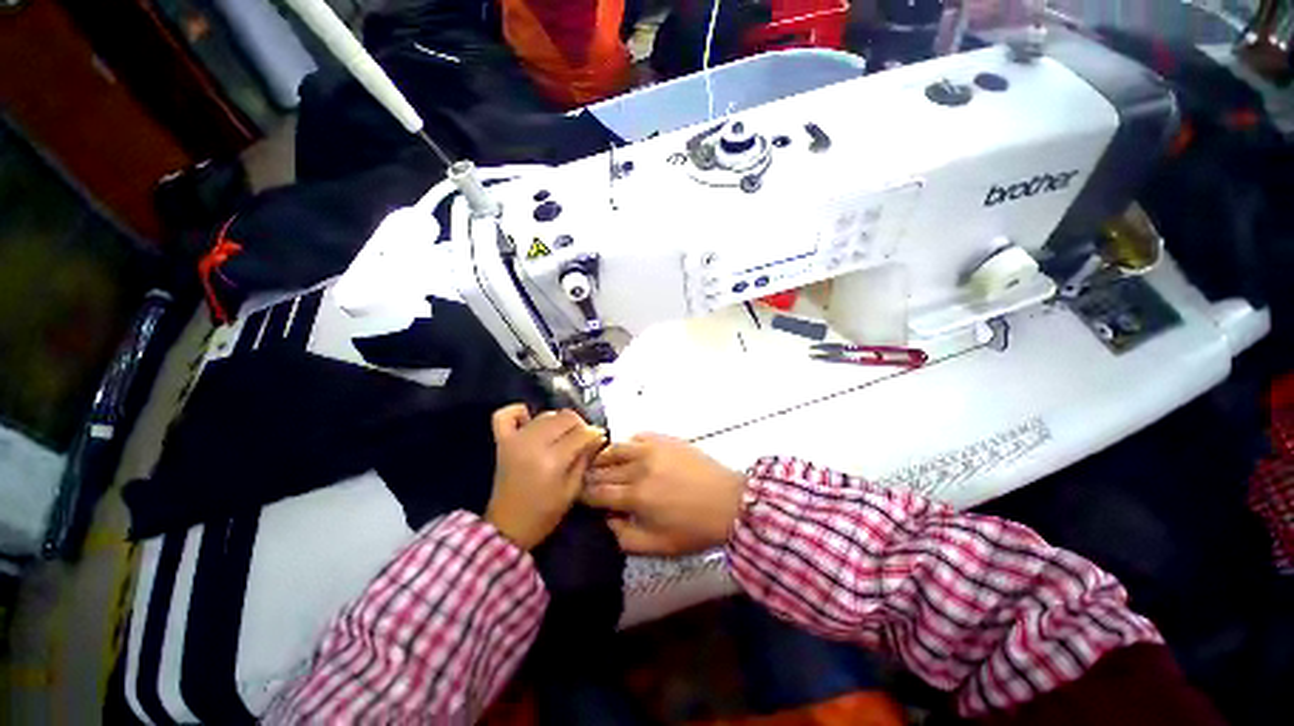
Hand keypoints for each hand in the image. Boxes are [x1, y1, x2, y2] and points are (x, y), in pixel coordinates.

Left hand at [486, 404, 605, 549]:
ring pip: (545, 415)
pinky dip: (519, 412)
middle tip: (583, 438)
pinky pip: (506, 415)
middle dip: (579, 424)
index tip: (600, 437)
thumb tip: (597, 437)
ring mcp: (516, 440)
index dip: (594, 433)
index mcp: (552, 460)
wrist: (507, 527)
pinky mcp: (502, 441)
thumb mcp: (572, 490)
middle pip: (564, 418)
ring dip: (558, 421)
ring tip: (563, 435)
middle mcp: (534, 444)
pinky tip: (530, 420)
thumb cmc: (544, 514)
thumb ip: (584, 459)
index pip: (580, 434)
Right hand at [581, 433, 747, 555]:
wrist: (729, 502)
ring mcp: (653, 448)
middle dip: (591, 477)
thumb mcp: (658, 546)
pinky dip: (628, 445)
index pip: (597, 492)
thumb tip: (606, 520)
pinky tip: (630, 454)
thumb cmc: (695, 528)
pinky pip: (637, 436)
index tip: (579, 497)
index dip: (584, 495)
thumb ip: (624, 537)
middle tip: (588, 483)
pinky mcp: (665, 439)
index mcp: (636, 496)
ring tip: (602, 465)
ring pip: (615, 447)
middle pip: (602, 468)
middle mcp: (639, 467)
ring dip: (604, 457)